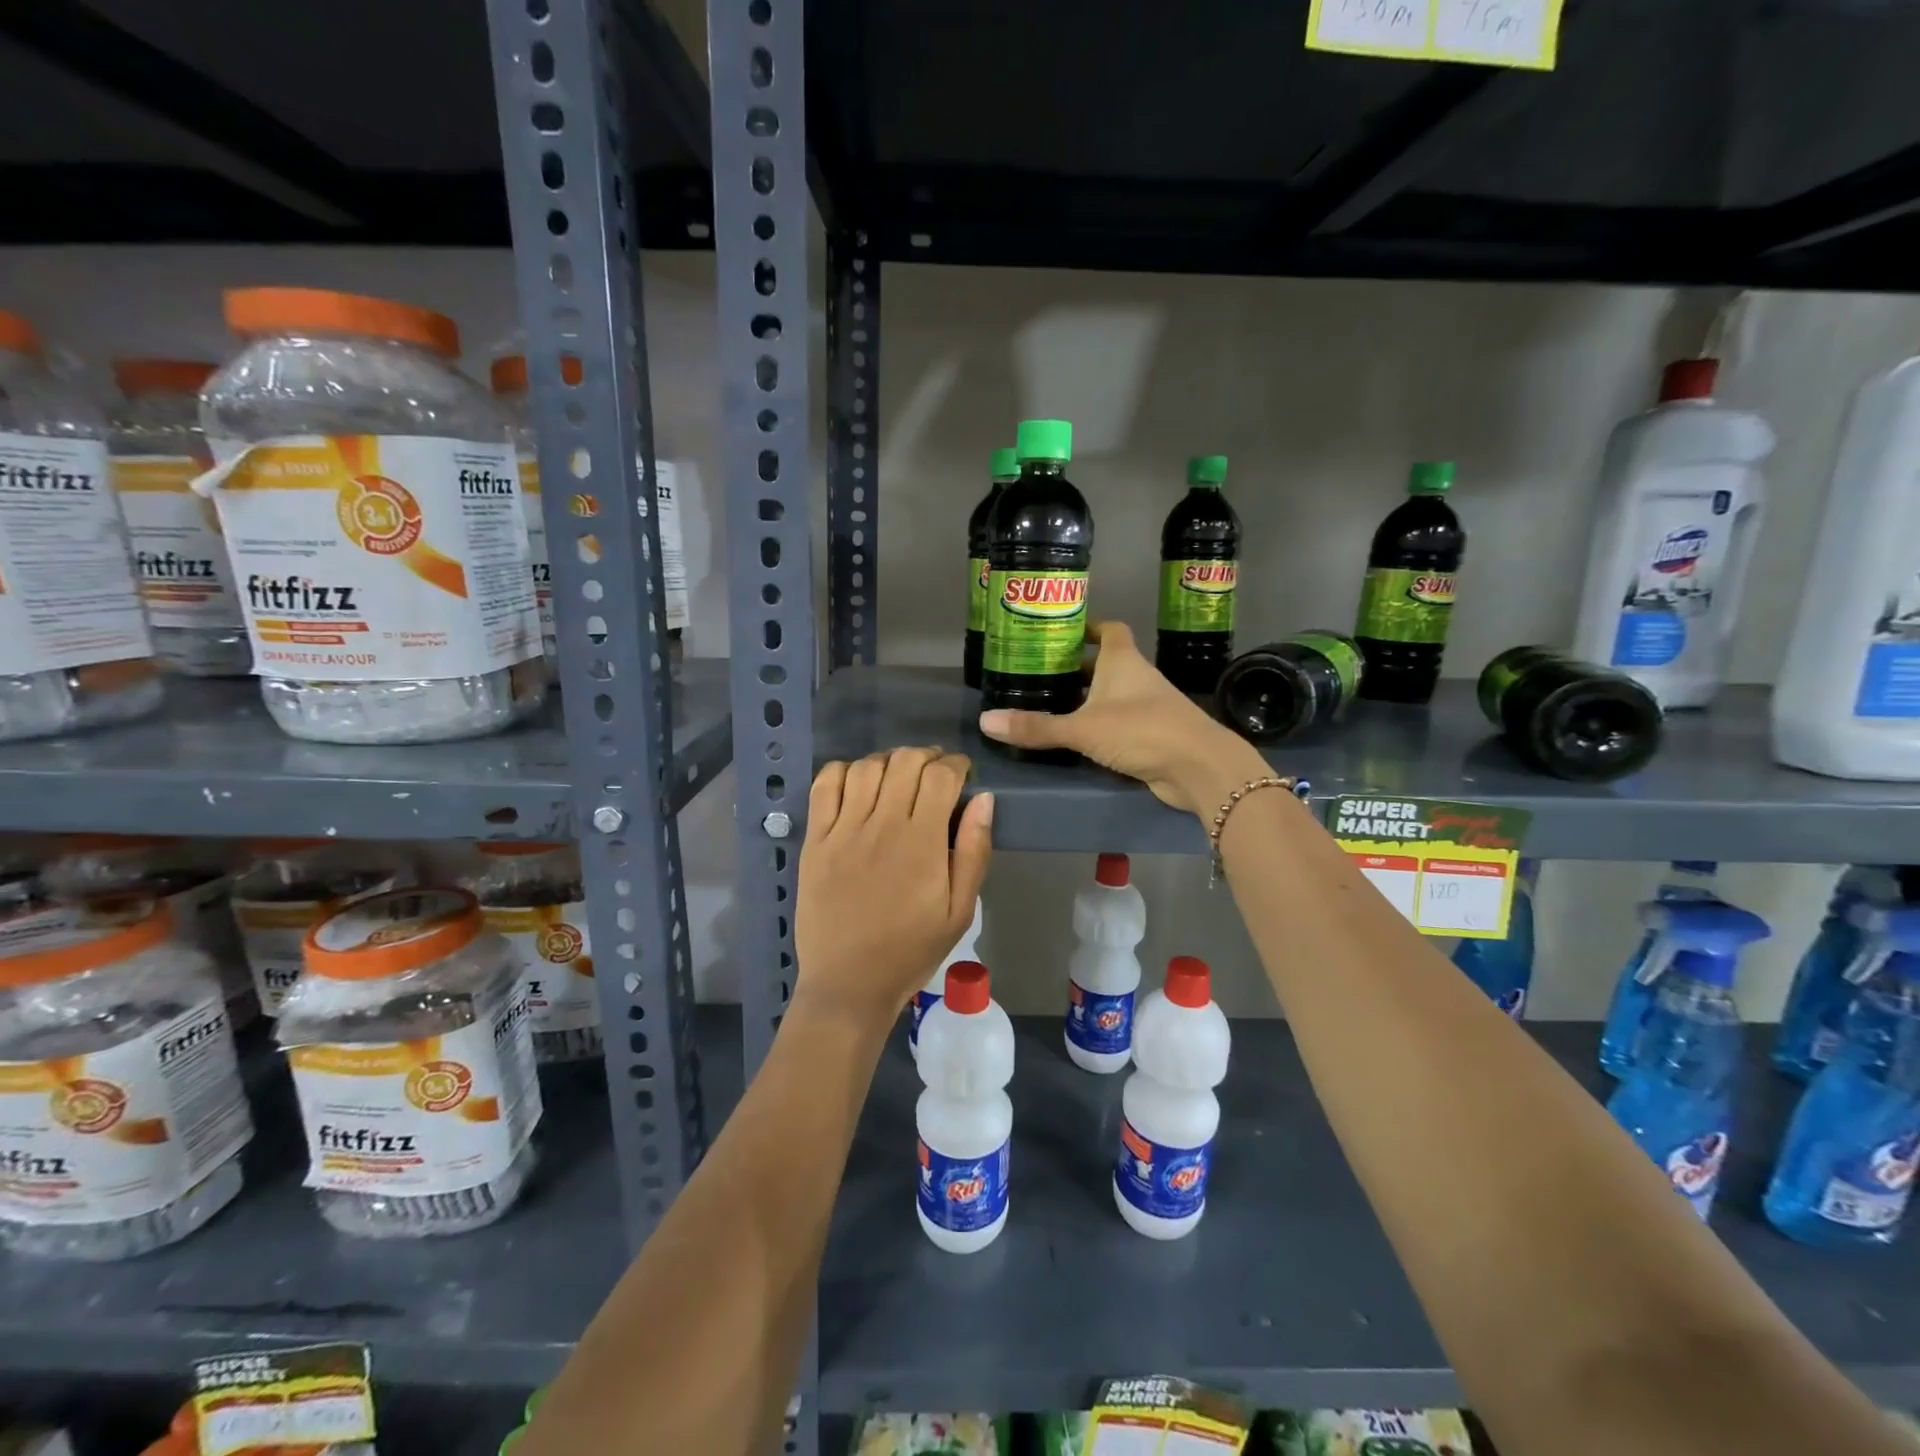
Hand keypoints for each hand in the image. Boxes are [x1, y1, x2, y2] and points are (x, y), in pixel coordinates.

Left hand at [794, 747, 993, 1028]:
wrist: (849, 983)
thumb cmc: (911, 950)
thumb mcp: (959, 910)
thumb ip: (974, 851)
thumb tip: (984, 799)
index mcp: (923, 843)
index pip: (941, 775)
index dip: (956, 764)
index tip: (962, 774)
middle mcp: (882, 825)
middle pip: (905, 761)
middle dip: (927, 757)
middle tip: (933, 775)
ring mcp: (843, 830)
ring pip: (867, 766)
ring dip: (889, 761)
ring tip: (897, 778)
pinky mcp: (815, 839)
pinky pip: (825, 785)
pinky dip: (844, 771)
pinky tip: (857, 784)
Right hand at [976, 621, 1264, 813]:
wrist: (1199, 767)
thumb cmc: (1142, 730)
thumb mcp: (1082, 728)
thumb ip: (1037, 727)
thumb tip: (985, 721)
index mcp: (1123, 661)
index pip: (1109, 630)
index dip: (1089, 627)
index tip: (1062, 633)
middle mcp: (1137, 678)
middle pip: (1107, 664)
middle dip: (1078, 667)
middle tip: (1042, 673)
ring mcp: (1149, 707)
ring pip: (1113, 695)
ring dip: (1088, 698)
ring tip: (1052, 704)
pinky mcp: (1153, 735)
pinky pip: (1120, 723)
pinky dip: (1101, 725)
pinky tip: (1078, 738)